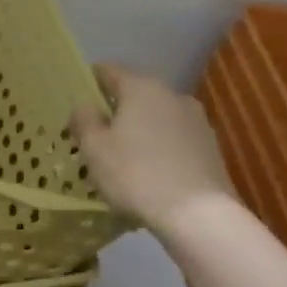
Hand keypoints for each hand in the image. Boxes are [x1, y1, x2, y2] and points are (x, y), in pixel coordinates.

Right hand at [70, 64, 235, 238]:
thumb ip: (84, 120)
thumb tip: (84, 105)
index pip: (107, 71)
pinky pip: (174, 139)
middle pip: (134, 95)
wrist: (199, 215)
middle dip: (114, 111)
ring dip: (138, 131)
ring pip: (156, 118)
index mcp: (141, 88)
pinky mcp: (211, 147)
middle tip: (95, 137)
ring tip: (122, 160)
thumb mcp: (95, 148)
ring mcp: (197, 121)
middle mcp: (172, 95)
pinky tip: (149, 174)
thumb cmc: (136, 175)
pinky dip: (159, 149)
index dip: (88, 83)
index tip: (75, 105)